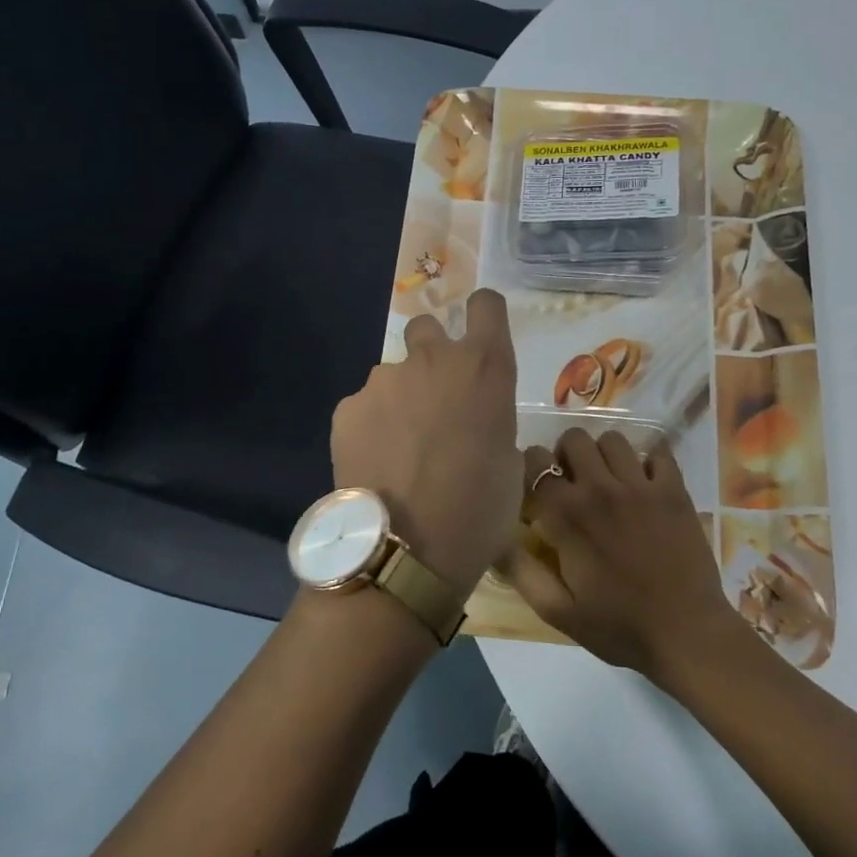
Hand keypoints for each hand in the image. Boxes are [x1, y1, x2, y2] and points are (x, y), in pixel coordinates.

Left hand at [330, 289, 519, 594]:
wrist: (405, 553)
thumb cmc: (477, 512)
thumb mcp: (508, 465)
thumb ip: (492, 421)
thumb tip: (475, 420)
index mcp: (484, 368)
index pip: (486, 304)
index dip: (484, 314)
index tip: (481, 336)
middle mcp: (433, 359)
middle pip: (428, 326)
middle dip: (432, 352)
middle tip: (435, 399)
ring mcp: (384, 381)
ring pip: (393, 373)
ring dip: (400, 396)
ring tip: (400, 447)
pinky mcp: (347, 407)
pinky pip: (364, 405)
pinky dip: (371, 424)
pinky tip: (375, 463)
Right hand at [500, 428, 747, 682]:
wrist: (687, 634)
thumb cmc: (619, 626)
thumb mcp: (558, 611)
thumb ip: (521, 571)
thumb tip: (494, 538)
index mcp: (567, 514)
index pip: (535, 461)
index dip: (530, 468)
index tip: (536, 488)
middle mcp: (601, 488)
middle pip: (574, 438)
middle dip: (566, 454)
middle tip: (572, 482)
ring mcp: (641, 485)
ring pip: (614, 440)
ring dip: (605, 455)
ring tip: (609, 481)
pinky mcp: (674, 490)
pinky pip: (658, 452)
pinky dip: (649, 461)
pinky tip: (646, 484)